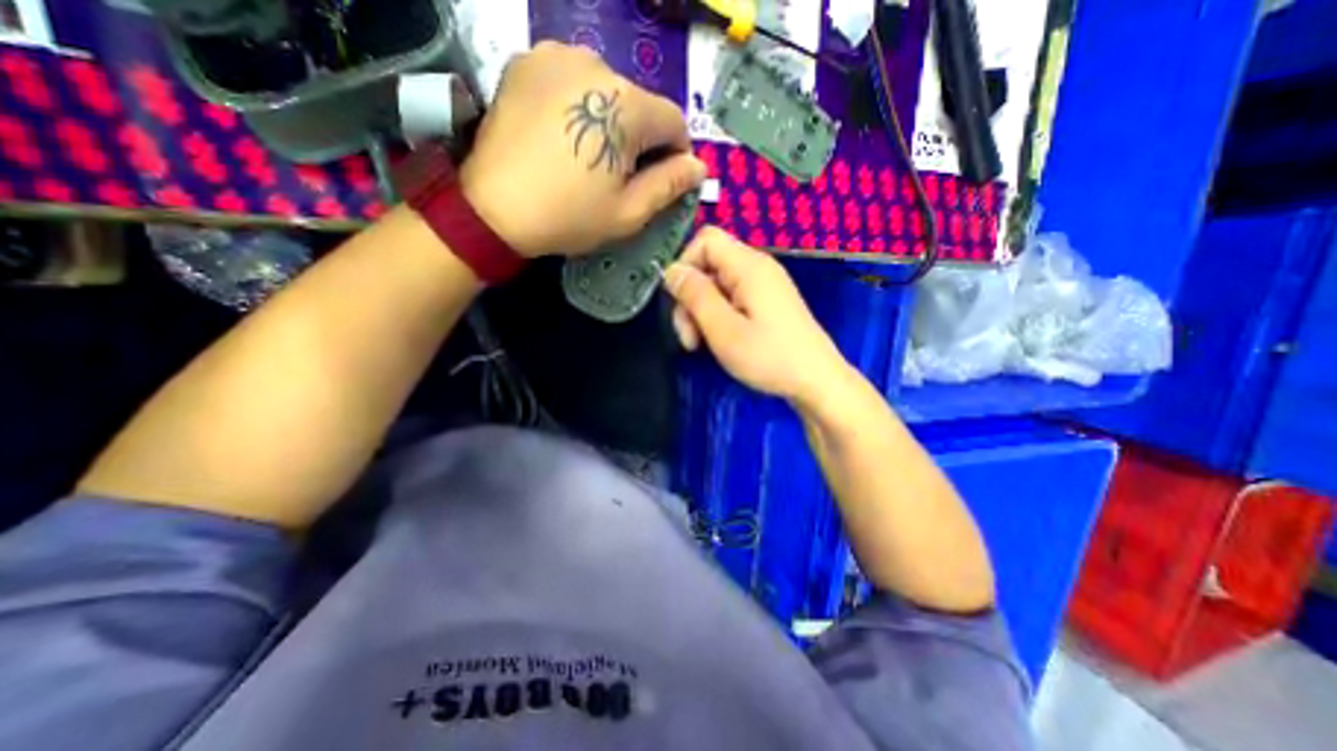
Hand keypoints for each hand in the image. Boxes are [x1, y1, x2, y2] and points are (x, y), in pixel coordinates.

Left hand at [464, 43, 709, 259]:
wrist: (493, 208)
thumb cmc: (569, 216)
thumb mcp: (628, 212)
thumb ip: (669, 185)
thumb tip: (698, 167)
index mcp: (627, 105)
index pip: (674, 121)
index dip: (676, 154)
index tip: (662, 180)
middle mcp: (596, 64)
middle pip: (640, 104)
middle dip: (641, 139)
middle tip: (620, 175)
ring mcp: (556, 56)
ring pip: (607, 90)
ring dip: (610, 120)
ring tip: (588, 156)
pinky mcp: (527, 60)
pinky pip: (572, 80)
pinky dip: (578, 104)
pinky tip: (563, 134)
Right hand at [663, 225, 850, 406]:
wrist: (817, 382)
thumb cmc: (770, 357)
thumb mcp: (723, 329)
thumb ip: (695, 296)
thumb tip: (671, 270)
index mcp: (749, 266)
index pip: (705, 239)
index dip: (685, 264)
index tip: (678, 302)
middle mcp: (757, 268)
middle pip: (709, 265)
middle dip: (691, 298)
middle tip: (688, 337)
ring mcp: (764, 286)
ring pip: (718, 285)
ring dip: (701, 312)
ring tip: (699, 345)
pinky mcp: (767, 303)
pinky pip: (732, 298)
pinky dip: (718, 317)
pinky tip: (718, 341)